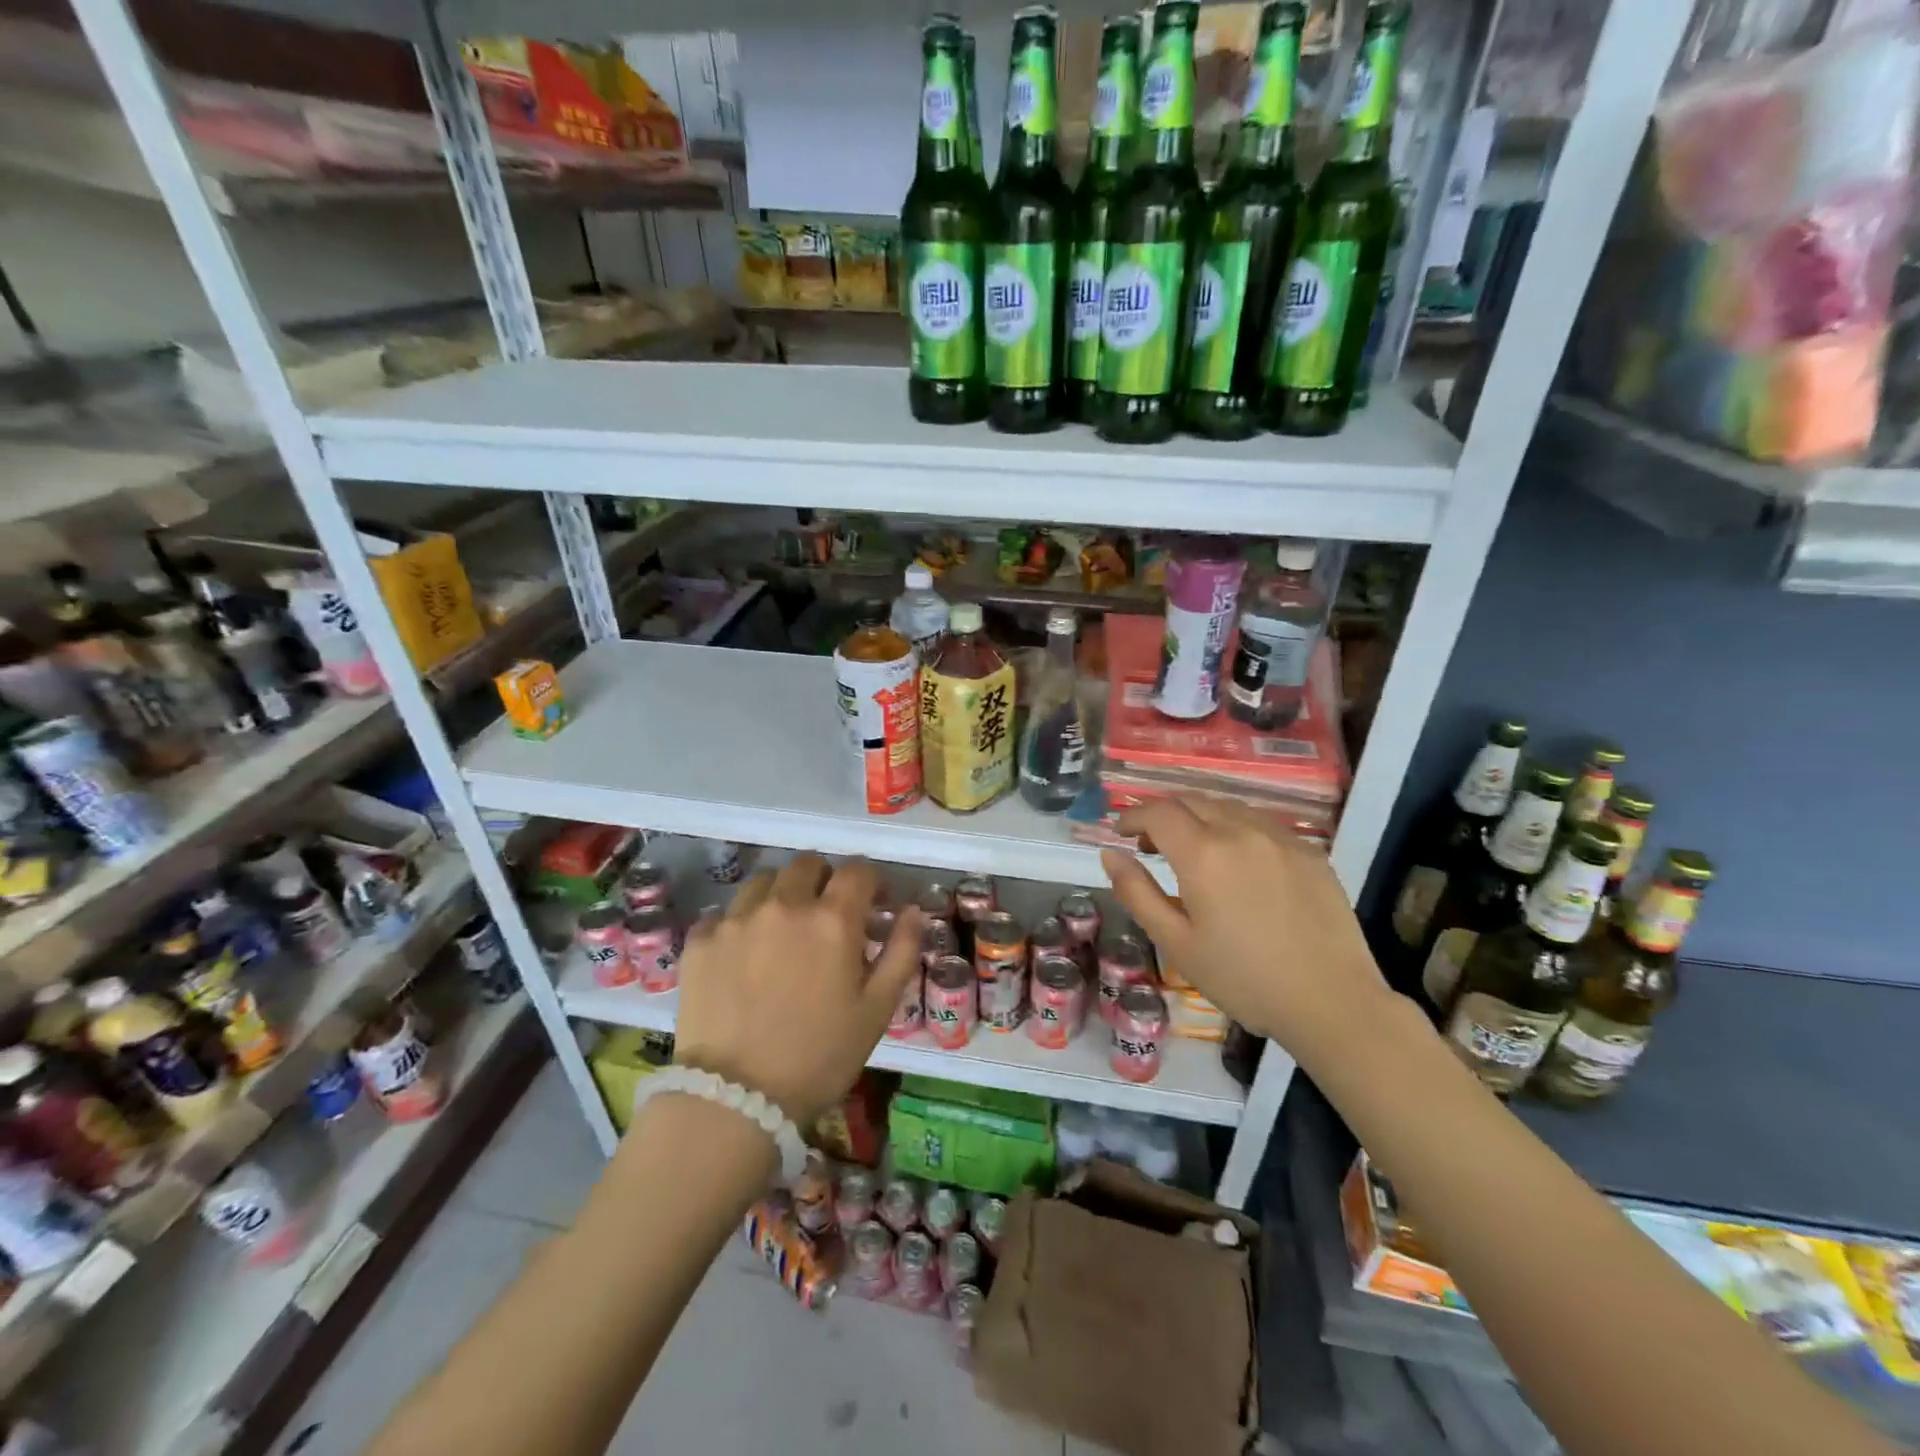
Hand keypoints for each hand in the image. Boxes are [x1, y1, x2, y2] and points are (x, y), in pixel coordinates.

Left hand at [671, 855, 920, 1125]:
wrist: (736, 1099)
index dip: (869, 881)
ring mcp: (737, 919)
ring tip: (781, 928)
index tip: (870, 903)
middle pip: (807, 864)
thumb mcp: (877, 1010)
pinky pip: (724, 913)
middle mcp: (784, 905)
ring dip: (780, 894)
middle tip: (825, 914)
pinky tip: (742, 954)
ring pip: (764, 881)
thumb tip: (913, 910)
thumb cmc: (820, 1056)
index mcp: (832, 919)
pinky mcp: (701, 940)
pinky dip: (739, 923)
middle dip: (824, 879)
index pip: (857, 870)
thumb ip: (902, 951)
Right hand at [1100, 797, 1391, 1071]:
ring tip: (1193, 851)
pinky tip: (1239, 863)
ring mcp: (1281, 837)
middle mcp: (1241, 831)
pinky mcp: (1309, 851)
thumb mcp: (1176, 943)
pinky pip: (1261, 824)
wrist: (1332, 1001)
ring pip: (1228, 807)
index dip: (1133, 816)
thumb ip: (1137, 893)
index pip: (1158, 812)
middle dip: (1163, 814)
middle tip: (1150, 844)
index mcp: (1204, 854)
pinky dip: (1235, 829)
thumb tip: (1110, 854)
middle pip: (1192, 801)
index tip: (1121, 833)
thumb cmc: (1243, 978)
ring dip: (1200, 818)